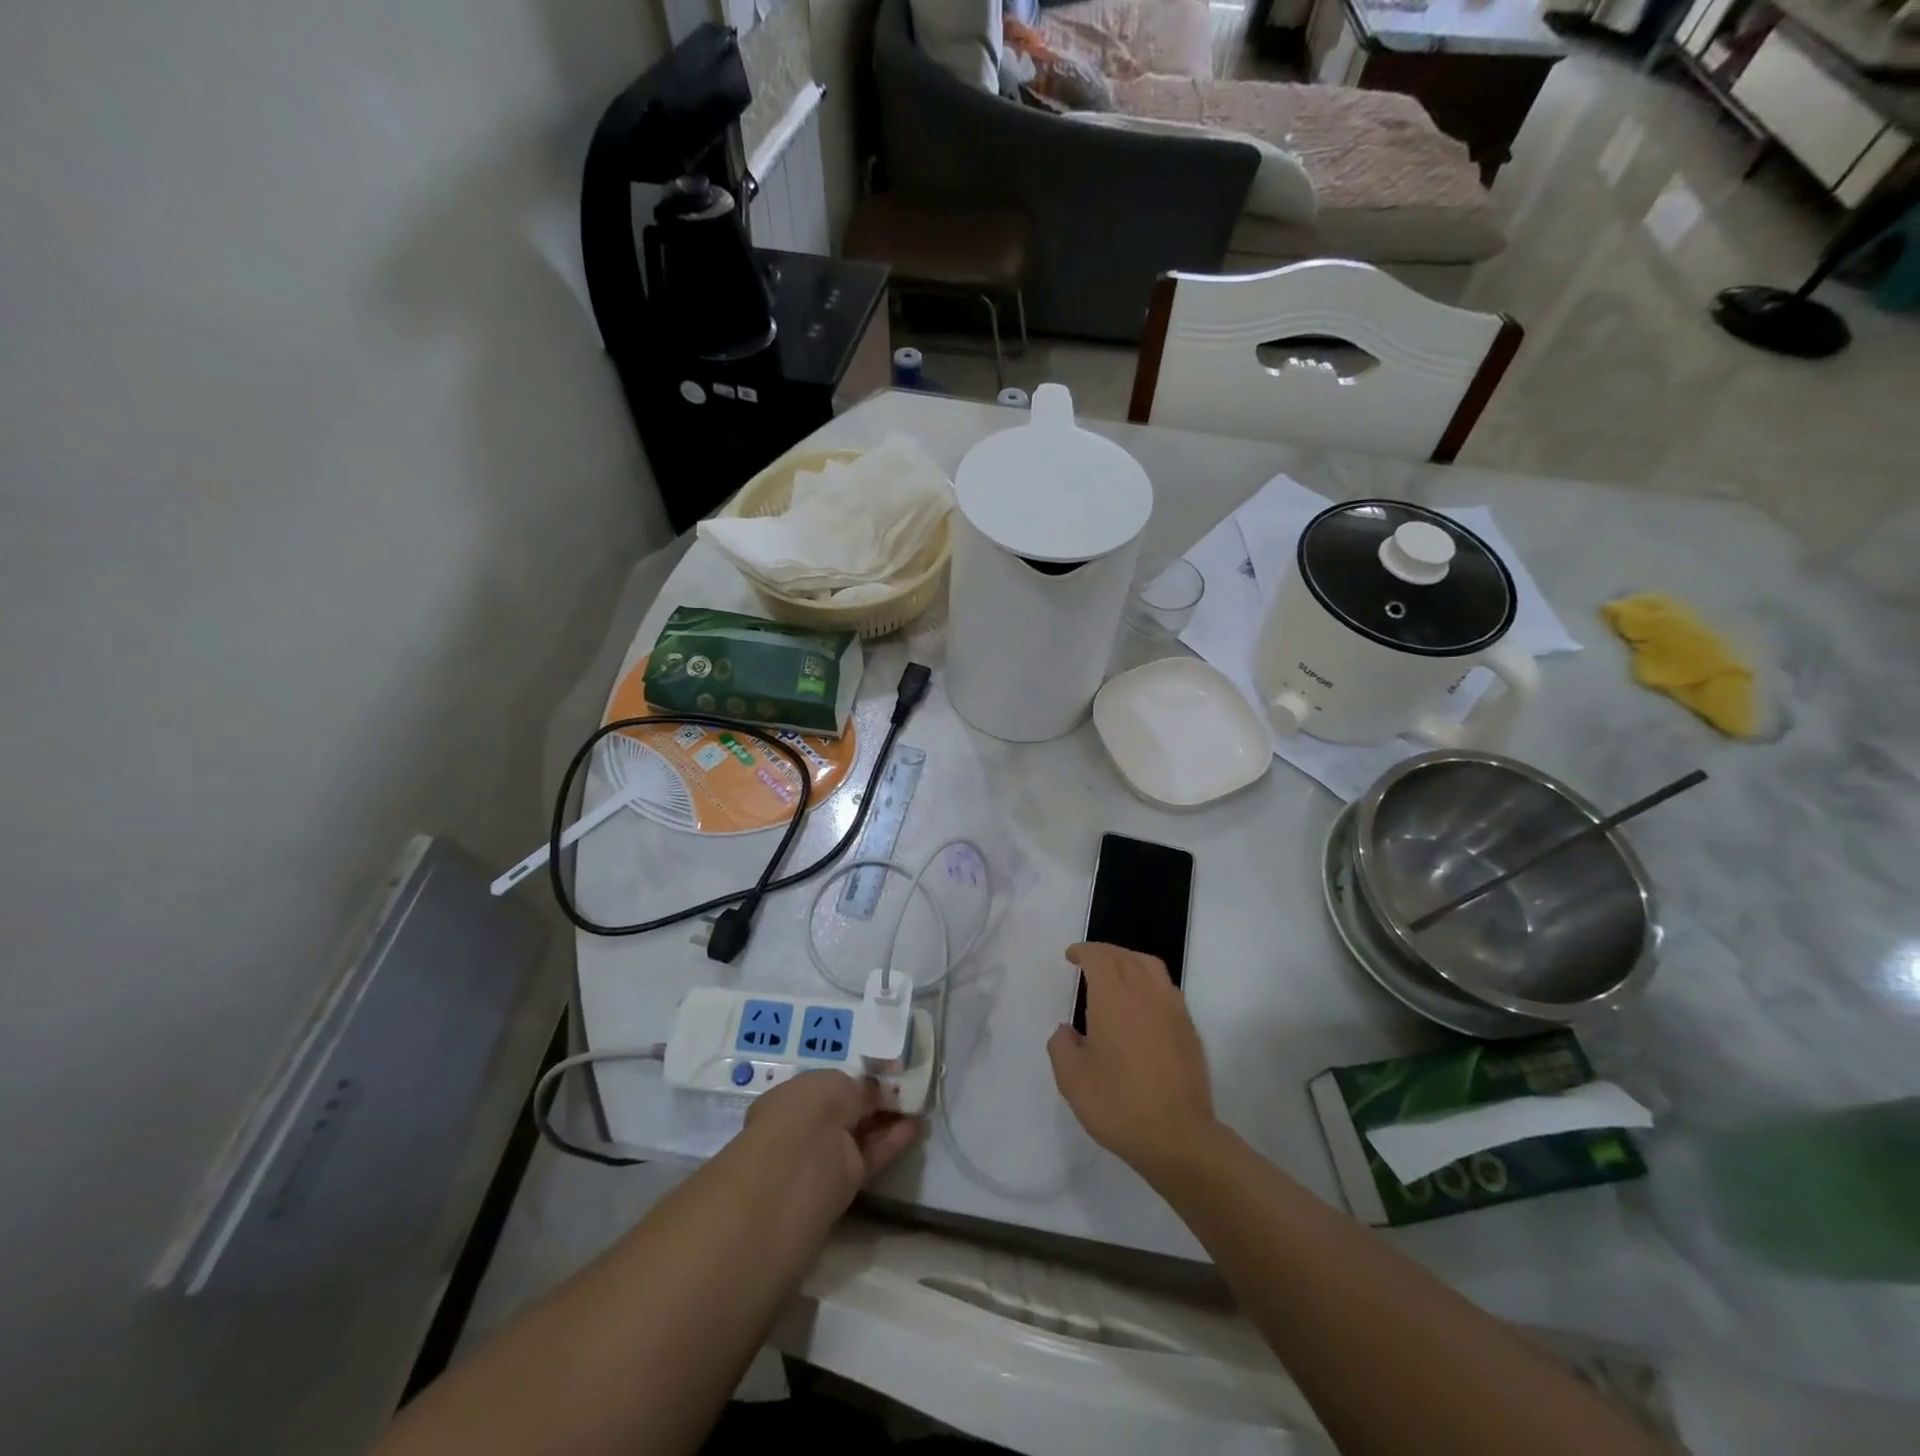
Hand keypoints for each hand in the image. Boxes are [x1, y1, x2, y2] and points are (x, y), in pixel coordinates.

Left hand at [742, 1070, 921, 1212]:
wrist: (800, 1172)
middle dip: (873, 1100)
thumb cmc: (808, 1111)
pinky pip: (873, 1153)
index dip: (853, 1081)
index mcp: (792, 1098)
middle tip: (906, 1087)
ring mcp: (825, 1154)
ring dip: (888, 1118)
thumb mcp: (837, 1084)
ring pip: (861, 1132)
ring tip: (918, 1103)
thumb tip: (878, 1092)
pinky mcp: (846, 1180)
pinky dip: (894, 1140)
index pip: (827, 1087)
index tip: (882, 1074)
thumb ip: (860, 1089)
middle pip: (846, 1110)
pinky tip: (917, 1125)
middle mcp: (806, 1126)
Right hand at [1047, 942, 1217, 1178]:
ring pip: (1150, 966)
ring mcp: (1172, 1009)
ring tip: (1116, 972)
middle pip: (1125, 956)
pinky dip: (1149, 981)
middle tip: (1089, 960)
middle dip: (1104, 952)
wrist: (1178, 1137)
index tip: (1071, 956)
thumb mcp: (1072, 1080)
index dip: (1084, 951)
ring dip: (1129, 960)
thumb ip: (1062, 1046)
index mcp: (1113, 998)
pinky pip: (1167, 988)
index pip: (1099, 958)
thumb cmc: (1119, 1105)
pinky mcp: (1189, 1029)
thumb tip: (1067, 1031)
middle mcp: (1145, 994)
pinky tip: (1141, 1003)